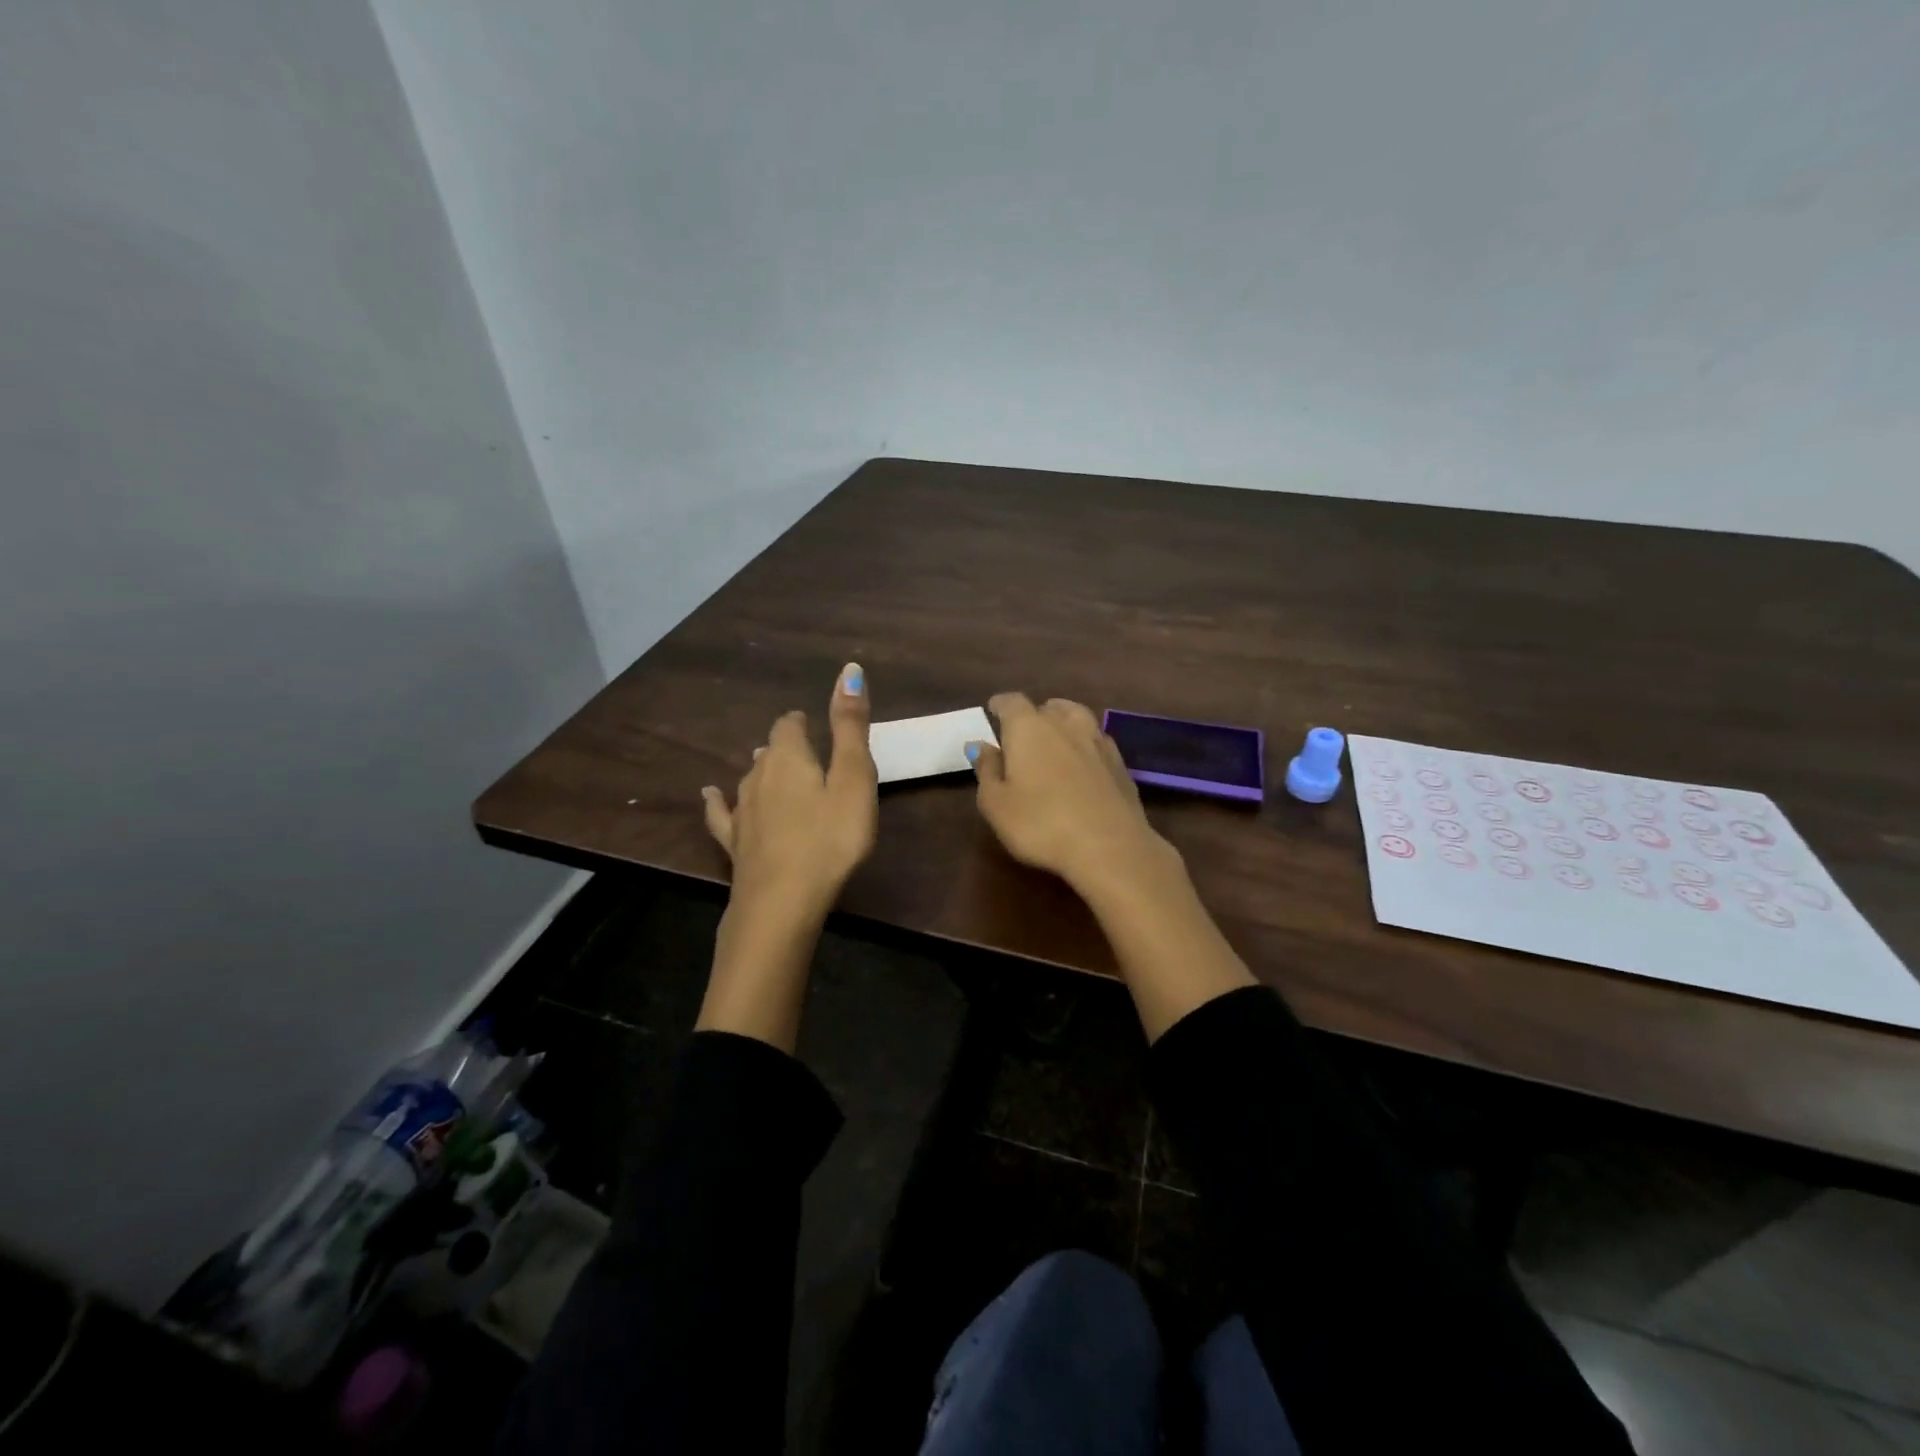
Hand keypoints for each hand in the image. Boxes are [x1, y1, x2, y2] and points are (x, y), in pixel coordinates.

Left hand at [702, 663, 877, 918]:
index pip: (788, 726)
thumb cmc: (830, 838)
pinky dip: (717, 802)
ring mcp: (741, 811)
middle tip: (806, 755)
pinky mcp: (734, 843)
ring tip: (773, 769)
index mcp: (789, 757)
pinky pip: (721, 813)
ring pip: (748, 779)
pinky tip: (710, 795)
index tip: (814, 727)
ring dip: (762, 771)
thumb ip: (850, 726)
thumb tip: (849, 668)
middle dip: (785, 747)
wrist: (783, 902)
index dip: (801, 723)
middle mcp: (757, 776)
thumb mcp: (854, 779)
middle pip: (768, 751)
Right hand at [969, 693, 1175, 896]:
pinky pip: (1097, 741)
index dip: (1001, 705)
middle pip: (1047, 707)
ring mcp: (1097, 742)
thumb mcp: (996, 804)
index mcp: (1029, 728)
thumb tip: (980, 745)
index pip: (1012, 702)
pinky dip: (1085, 744)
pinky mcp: (1120, 764)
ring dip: (1064, 721)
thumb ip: (987, 770)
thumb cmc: (1040, 824)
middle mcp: (1065, 725)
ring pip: (1078, 718)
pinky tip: (1083, 761)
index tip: (993, 709)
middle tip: (1023, 731)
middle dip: (1033, 714)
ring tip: (1055, 736)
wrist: (1109, 846)